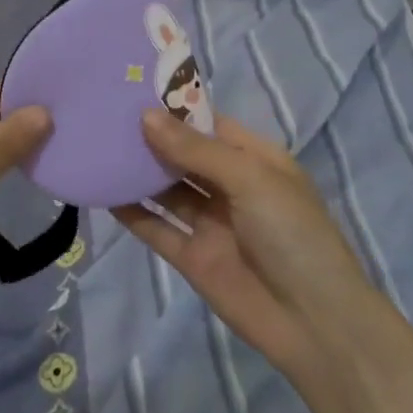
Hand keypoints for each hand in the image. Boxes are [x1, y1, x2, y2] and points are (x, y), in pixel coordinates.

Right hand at [114, 109, 385, 382]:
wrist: (315, 324)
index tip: (132, 89)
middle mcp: (231, 186)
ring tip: (97, 146)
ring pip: (167, 190)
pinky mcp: (192, 257)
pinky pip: (157, 228)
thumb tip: (146, 116)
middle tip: (103, 113)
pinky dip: (132, 212)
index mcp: (255, 160)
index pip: (209, 124)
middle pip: (184, 155)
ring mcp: (211, 223)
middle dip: (151, 136)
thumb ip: (195, 150)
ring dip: (138, 171)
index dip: (174, 109)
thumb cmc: (293, 234)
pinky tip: (103, 192)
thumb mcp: (251, 179)